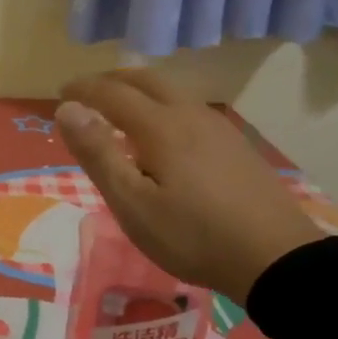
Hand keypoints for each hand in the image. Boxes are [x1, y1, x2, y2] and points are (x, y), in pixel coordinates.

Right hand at [56, 70, 322, 304]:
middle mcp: (189, 114)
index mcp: (160, 126)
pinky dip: (163, 105)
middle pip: (145, 80)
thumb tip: (67, 108)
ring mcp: (218, 127)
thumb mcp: (133, 204)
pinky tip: (165, 132)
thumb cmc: (193, 235)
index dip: (83, 89)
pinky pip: (189, 108)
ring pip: (172, 91)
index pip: (111, 92)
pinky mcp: (236, 145)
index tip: (60, 93)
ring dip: (139, 89)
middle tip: (87, 93)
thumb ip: (98, 153)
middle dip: (111, 80)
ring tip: (121, 108)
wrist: (277, 258)